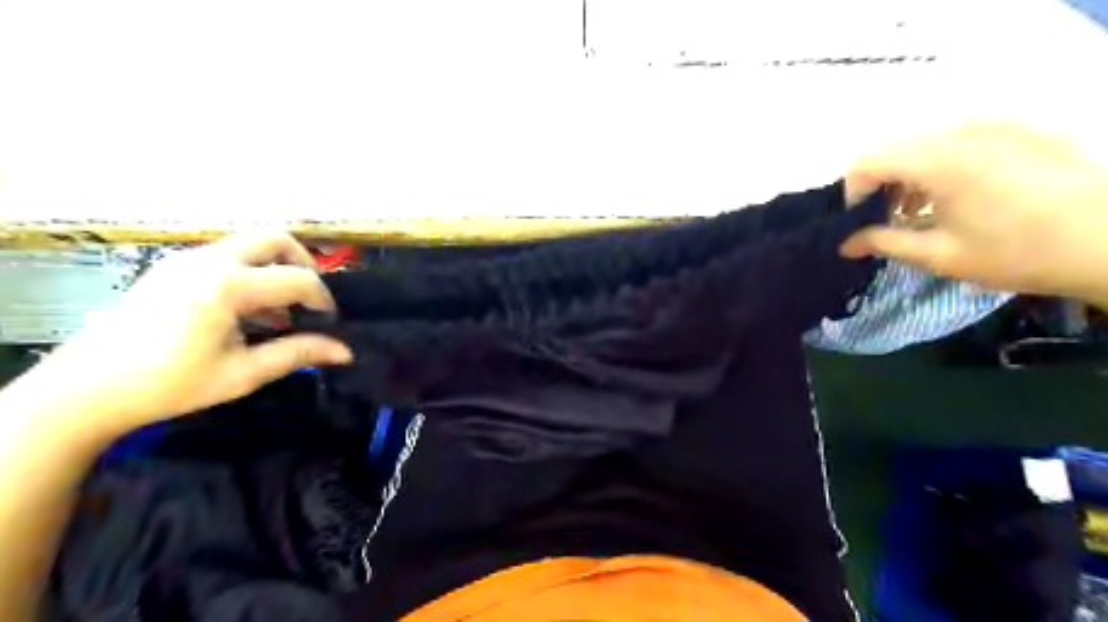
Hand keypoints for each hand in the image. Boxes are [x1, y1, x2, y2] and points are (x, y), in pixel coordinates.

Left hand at [34, 232, 351, 434]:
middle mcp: (208, 261)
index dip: (323, 299)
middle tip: (309, 296)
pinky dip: (250, 271)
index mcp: (227, 287)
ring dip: (275, 266)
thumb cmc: (171, 384)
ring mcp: (185, 260)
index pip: (297, 279)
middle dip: (303, 262)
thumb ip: (298, 353)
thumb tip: (346, 352)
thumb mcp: (243, 373)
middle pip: (273, 238)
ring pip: (248, 243)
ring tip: (279, 308)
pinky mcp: (171, 267)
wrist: (87, 389)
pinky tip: (246, 310)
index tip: (329, 322)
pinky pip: (225, 255)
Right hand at [840, 120, 1106, 304]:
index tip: (858, 222)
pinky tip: (958, 196)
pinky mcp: (1019, 129)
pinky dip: (941, 165)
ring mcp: (995, 126)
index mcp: (939, 161)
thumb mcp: (940, 255)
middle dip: (880, 185)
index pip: (868, 162)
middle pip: (895, 150)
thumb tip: (844, 244)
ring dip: (910, 176)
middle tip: (887, 220)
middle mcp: (962, 132)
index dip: (853, 192)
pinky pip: (959, 140)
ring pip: (925, 144)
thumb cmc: (1018, 252)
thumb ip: (883, 242)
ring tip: (921, 211)